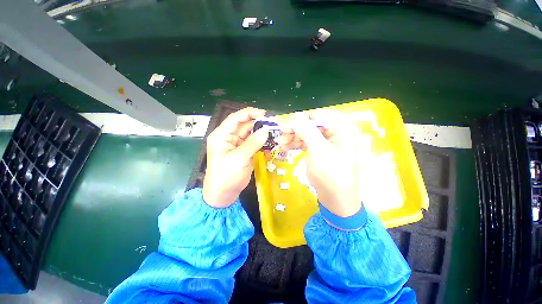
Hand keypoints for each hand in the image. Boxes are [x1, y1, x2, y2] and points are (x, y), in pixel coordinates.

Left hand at [203, 107, 267, 207]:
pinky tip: (269, 145)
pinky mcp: (244, 152)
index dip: (249, 114)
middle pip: (244, 126)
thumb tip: (266, 131)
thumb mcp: (239, 158)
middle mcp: (229, 137)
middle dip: (258, 124)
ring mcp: (237, 145)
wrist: (224, 194)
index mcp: (222, 135)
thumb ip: (252, 144)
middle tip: (273, 125)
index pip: (235, 119)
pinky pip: (254, 143)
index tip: (264, 114)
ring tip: (274, 134)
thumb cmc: (226, 176)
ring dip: (261, 134)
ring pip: (251, 134)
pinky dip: (261, 143)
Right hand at [276, 112, 360, 217]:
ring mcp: (327, 143)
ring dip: (293, 137)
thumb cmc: (330, 173)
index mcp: (341, 129)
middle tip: (281, 135)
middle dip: (295, 130)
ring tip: (280, 142)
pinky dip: (296, 144)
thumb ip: (307, 130)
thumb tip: (294, 117)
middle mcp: (335, 133)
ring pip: (307, 134)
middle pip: (311, 125)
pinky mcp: (320, 151)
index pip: (318, 116)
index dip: (301, 120)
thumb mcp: (318, 150)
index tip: (286, 126)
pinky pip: (307, 143)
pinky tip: (286, 147)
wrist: (335, 198)